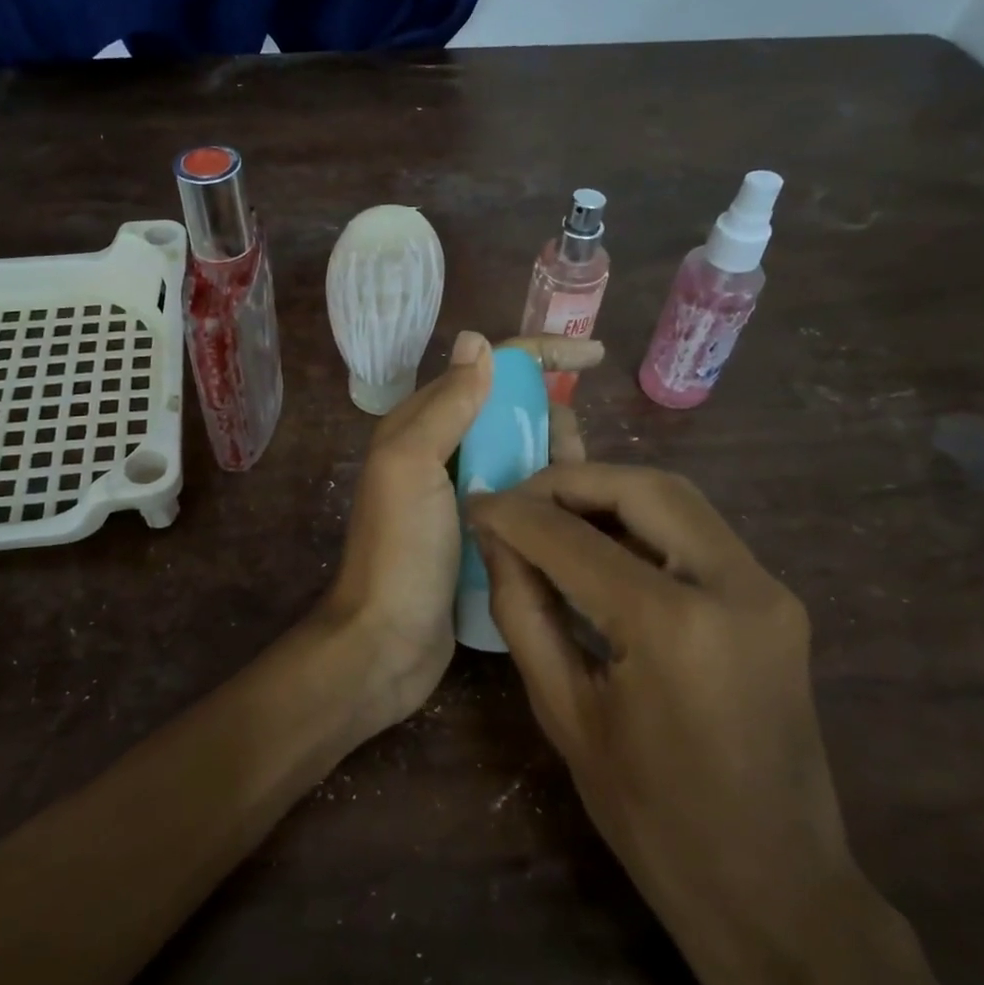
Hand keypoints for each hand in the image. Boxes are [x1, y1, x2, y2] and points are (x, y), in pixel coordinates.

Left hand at [325, 331, 599, 729]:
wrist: (386, 642)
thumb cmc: (398, 551)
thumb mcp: (410, 466)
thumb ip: (446, 406)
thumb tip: (478, 342)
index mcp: (421, 426)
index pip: (486, 369)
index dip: (540, 356)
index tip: (597, 357)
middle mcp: (443, 452)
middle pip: (514, 412)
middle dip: (552, 419)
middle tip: (572, 460)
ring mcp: (465, 494)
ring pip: (526, 455)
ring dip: (557, 461)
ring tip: (575, 492)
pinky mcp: (485, 532)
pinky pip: (528, 497)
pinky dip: (552, 496)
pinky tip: (575, 515)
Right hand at [469, 464, 854, 961]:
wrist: (775, 889)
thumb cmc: (653, 819)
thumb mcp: (566, 714)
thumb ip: (524, 612)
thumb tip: (496, 542)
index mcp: (673, 627)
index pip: (573, 539)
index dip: (514, 514)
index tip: (475, 504)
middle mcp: (735, 587)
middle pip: (641, 489)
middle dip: (569, 483)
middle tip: (517, 501)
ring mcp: (767, 590)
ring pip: (676, 500)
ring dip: (608, 495)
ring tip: (550, 516)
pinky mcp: (775, 601)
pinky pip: (698, 534)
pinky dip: (642, 524)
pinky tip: (601, 545)